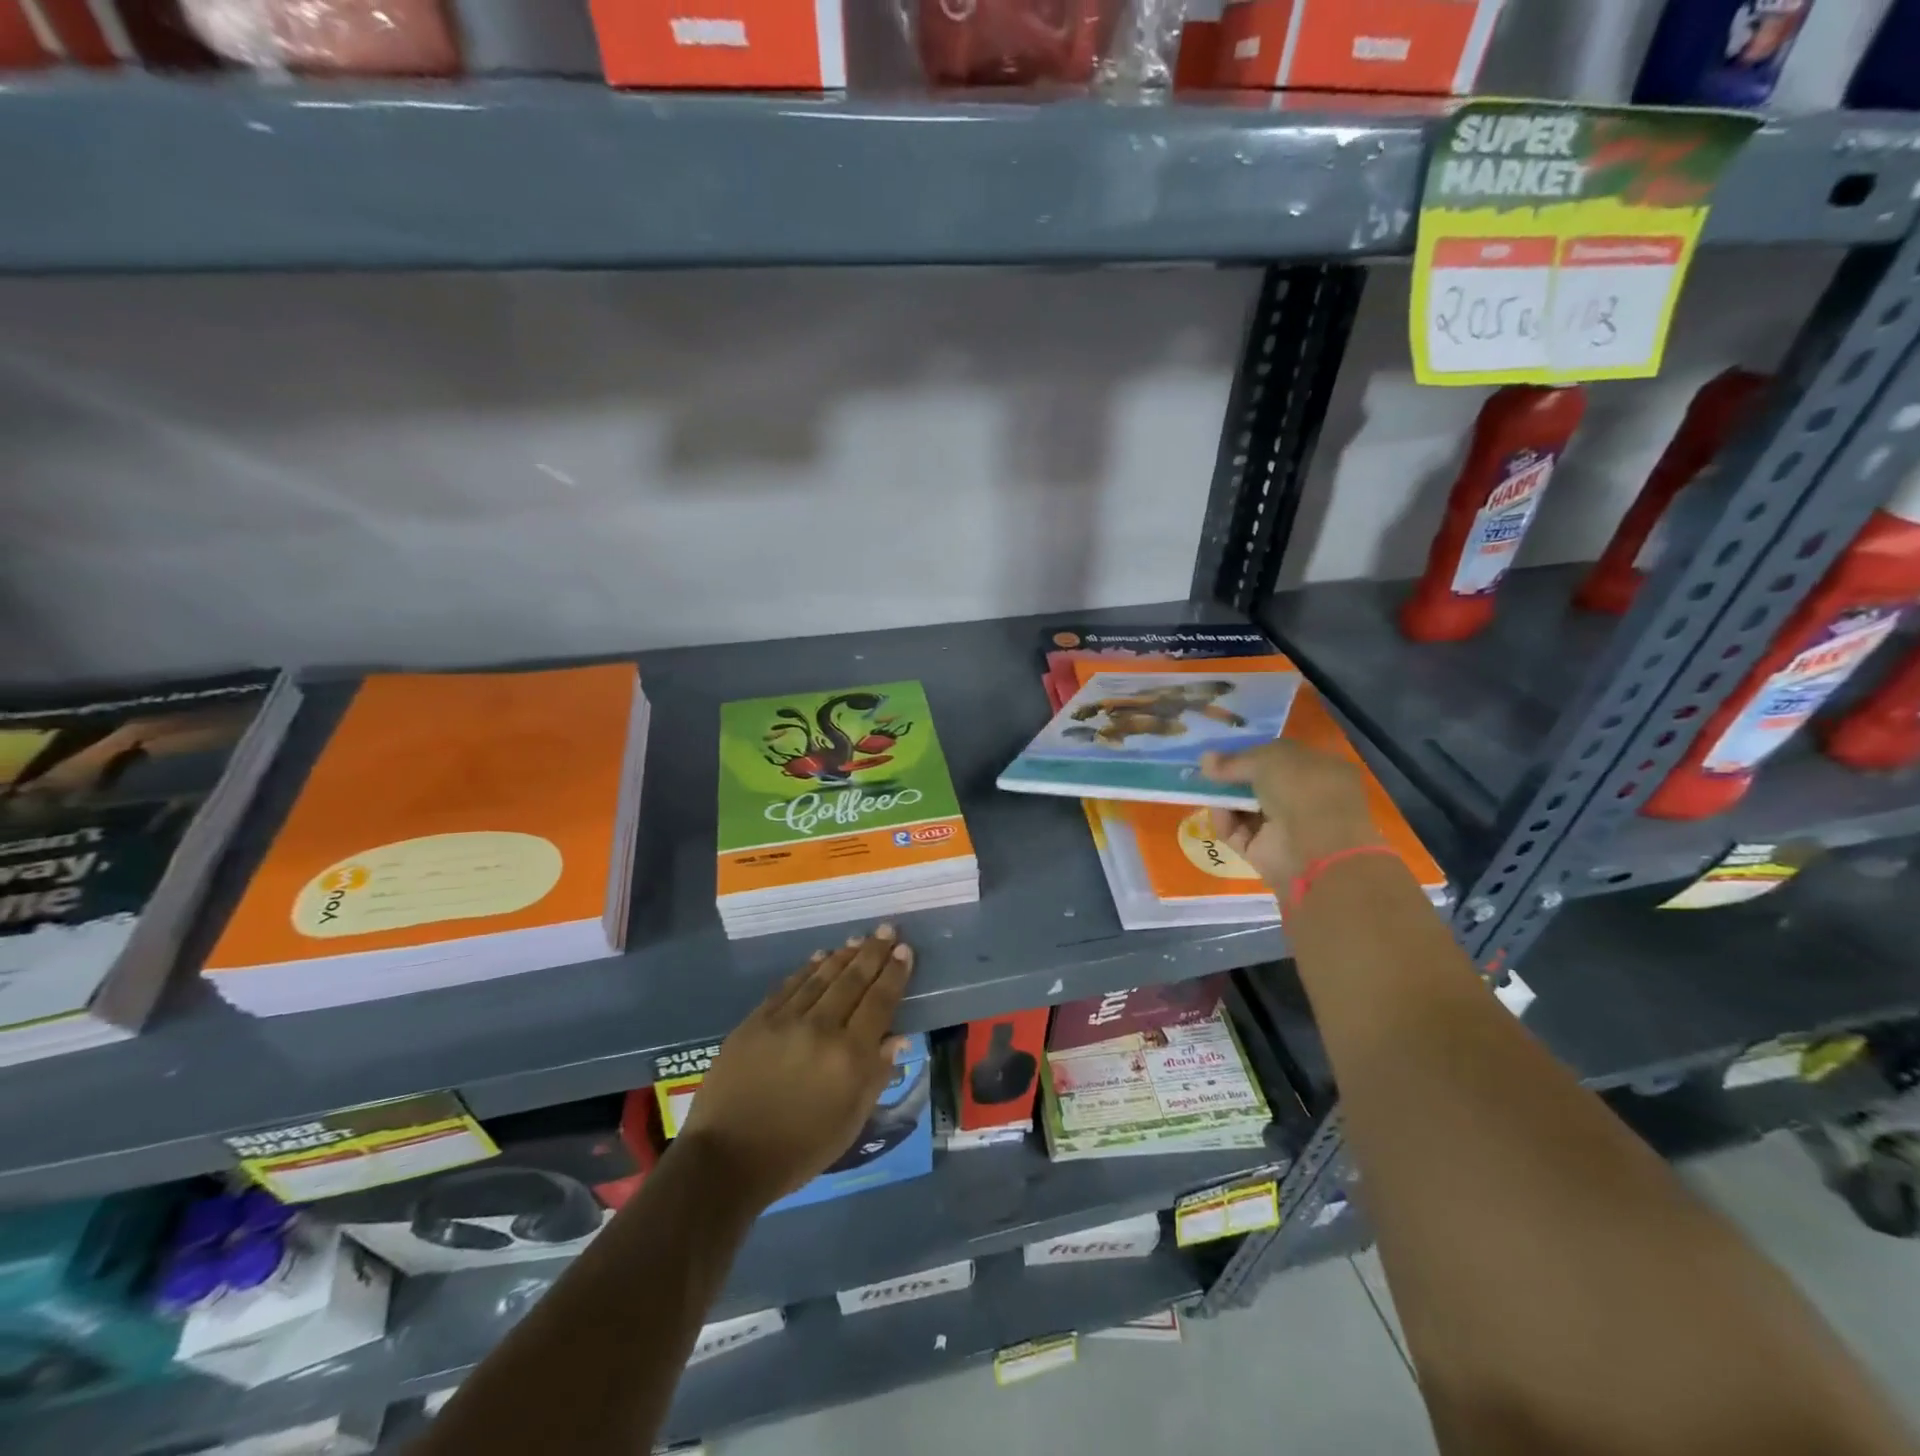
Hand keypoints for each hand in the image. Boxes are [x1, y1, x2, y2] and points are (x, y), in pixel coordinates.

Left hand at [678, 925, 915, 1210]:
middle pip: (852, 981)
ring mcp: (785, 1020)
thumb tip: (898, 1037)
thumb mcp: (849, 1123)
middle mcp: (821, 1028)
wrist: (727, 1160)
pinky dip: (807, 969)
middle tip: (886, 929)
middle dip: (873, 952)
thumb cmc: (798, 1151)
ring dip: (843, 955)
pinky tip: (819, 957)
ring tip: (858, 939)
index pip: (879, 1002)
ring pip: (821, 977)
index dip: (894, 974)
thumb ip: (876, 1076)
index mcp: (849, 1057)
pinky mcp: (756, 1020)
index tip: (905, 950)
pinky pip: (789, 986)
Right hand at [1201, 741, 1382, 888]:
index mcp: (1322, 771)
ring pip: (1246, 809)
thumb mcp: (1268, 759)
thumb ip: (1235, 759)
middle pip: (1261, 785)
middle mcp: (1306, 800)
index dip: (1253, 753)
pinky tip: (1217, 811)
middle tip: (1207, 770)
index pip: (1282, 758)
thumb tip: (1205, 759)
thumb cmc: (1302, 790)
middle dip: (1234, 778)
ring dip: (1225, 799)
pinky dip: (1225, 822)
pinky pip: (1238, 833)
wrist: (1314, 848)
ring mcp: (1287, 829)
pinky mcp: (1265, 853)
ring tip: (1206, 789)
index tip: (1224, 751)